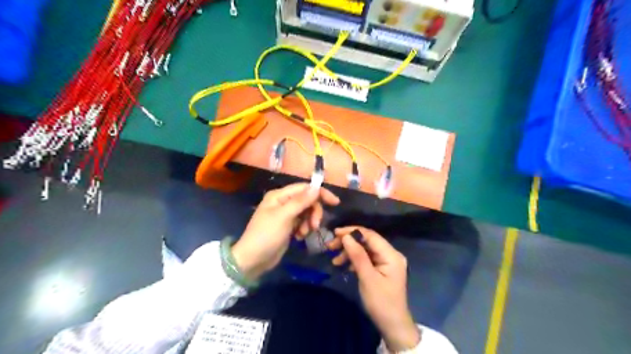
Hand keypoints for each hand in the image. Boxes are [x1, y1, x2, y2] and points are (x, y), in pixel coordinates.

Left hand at [232, 185, 340, 279]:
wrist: (253, 260)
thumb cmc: (266, 235)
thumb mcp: (284, 217)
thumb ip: (301, 201)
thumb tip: (317, 187)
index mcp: (279, 195)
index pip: (304, 188)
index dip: (320, 193)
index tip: (335, 203)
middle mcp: (283, 202)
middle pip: (307, 201)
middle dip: (313, 212)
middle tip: (314, 226)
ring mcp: (285, 215)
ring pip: (306, 212)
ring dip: (309, 222)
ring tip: (302, 234)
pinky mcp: (288, 226)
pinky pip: (302, 222)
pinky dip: (304, 229)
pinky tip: (298, 237)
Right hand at [328, 227, 420, 351]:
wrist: (392, 326)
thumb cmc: (381, 303)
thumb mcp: (367, 278)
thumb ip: (357, 256)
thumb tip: (346, 236)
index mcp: (391, 254)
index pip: (370, 235)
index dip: (352, 231)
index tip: (335, 233)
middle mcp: (390, 254)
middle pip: (367, 241)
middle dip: (349, 242)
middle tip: (330, 246)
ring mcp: (386, 261)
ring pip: (365, 249)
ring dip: (349, 252)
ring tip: (335, 260)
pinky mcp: (381, 268)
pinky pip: (366, 258)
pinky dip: (354, 259)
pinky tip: (344, 265)